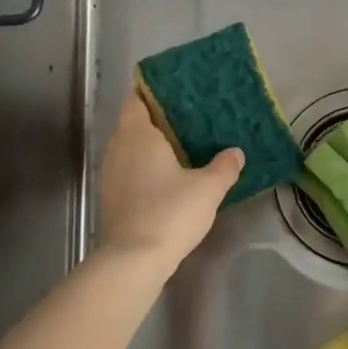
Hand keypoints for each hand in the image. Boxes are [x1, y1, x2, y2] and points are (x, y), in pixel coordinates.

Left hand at [98, 92, 243, 266]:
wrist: (134, 260)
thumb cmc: (170, 212)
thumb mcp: (208, 188)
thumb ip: (224, 166)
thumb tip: (235, 152)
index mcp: (138, 134)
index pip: (136, 98)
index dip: (152, 89)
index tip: (175, 87)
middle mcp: (118, 148)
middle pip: (134, 122)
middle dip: (157, 116)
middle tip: (189, 114)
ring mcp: (111, 174)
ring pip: (131, 147)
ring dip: (152, 143)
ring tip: (182, 143)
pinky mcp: (113, 197)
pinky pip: (130, 168)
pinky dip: (147, 165)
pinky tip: (169, 174)